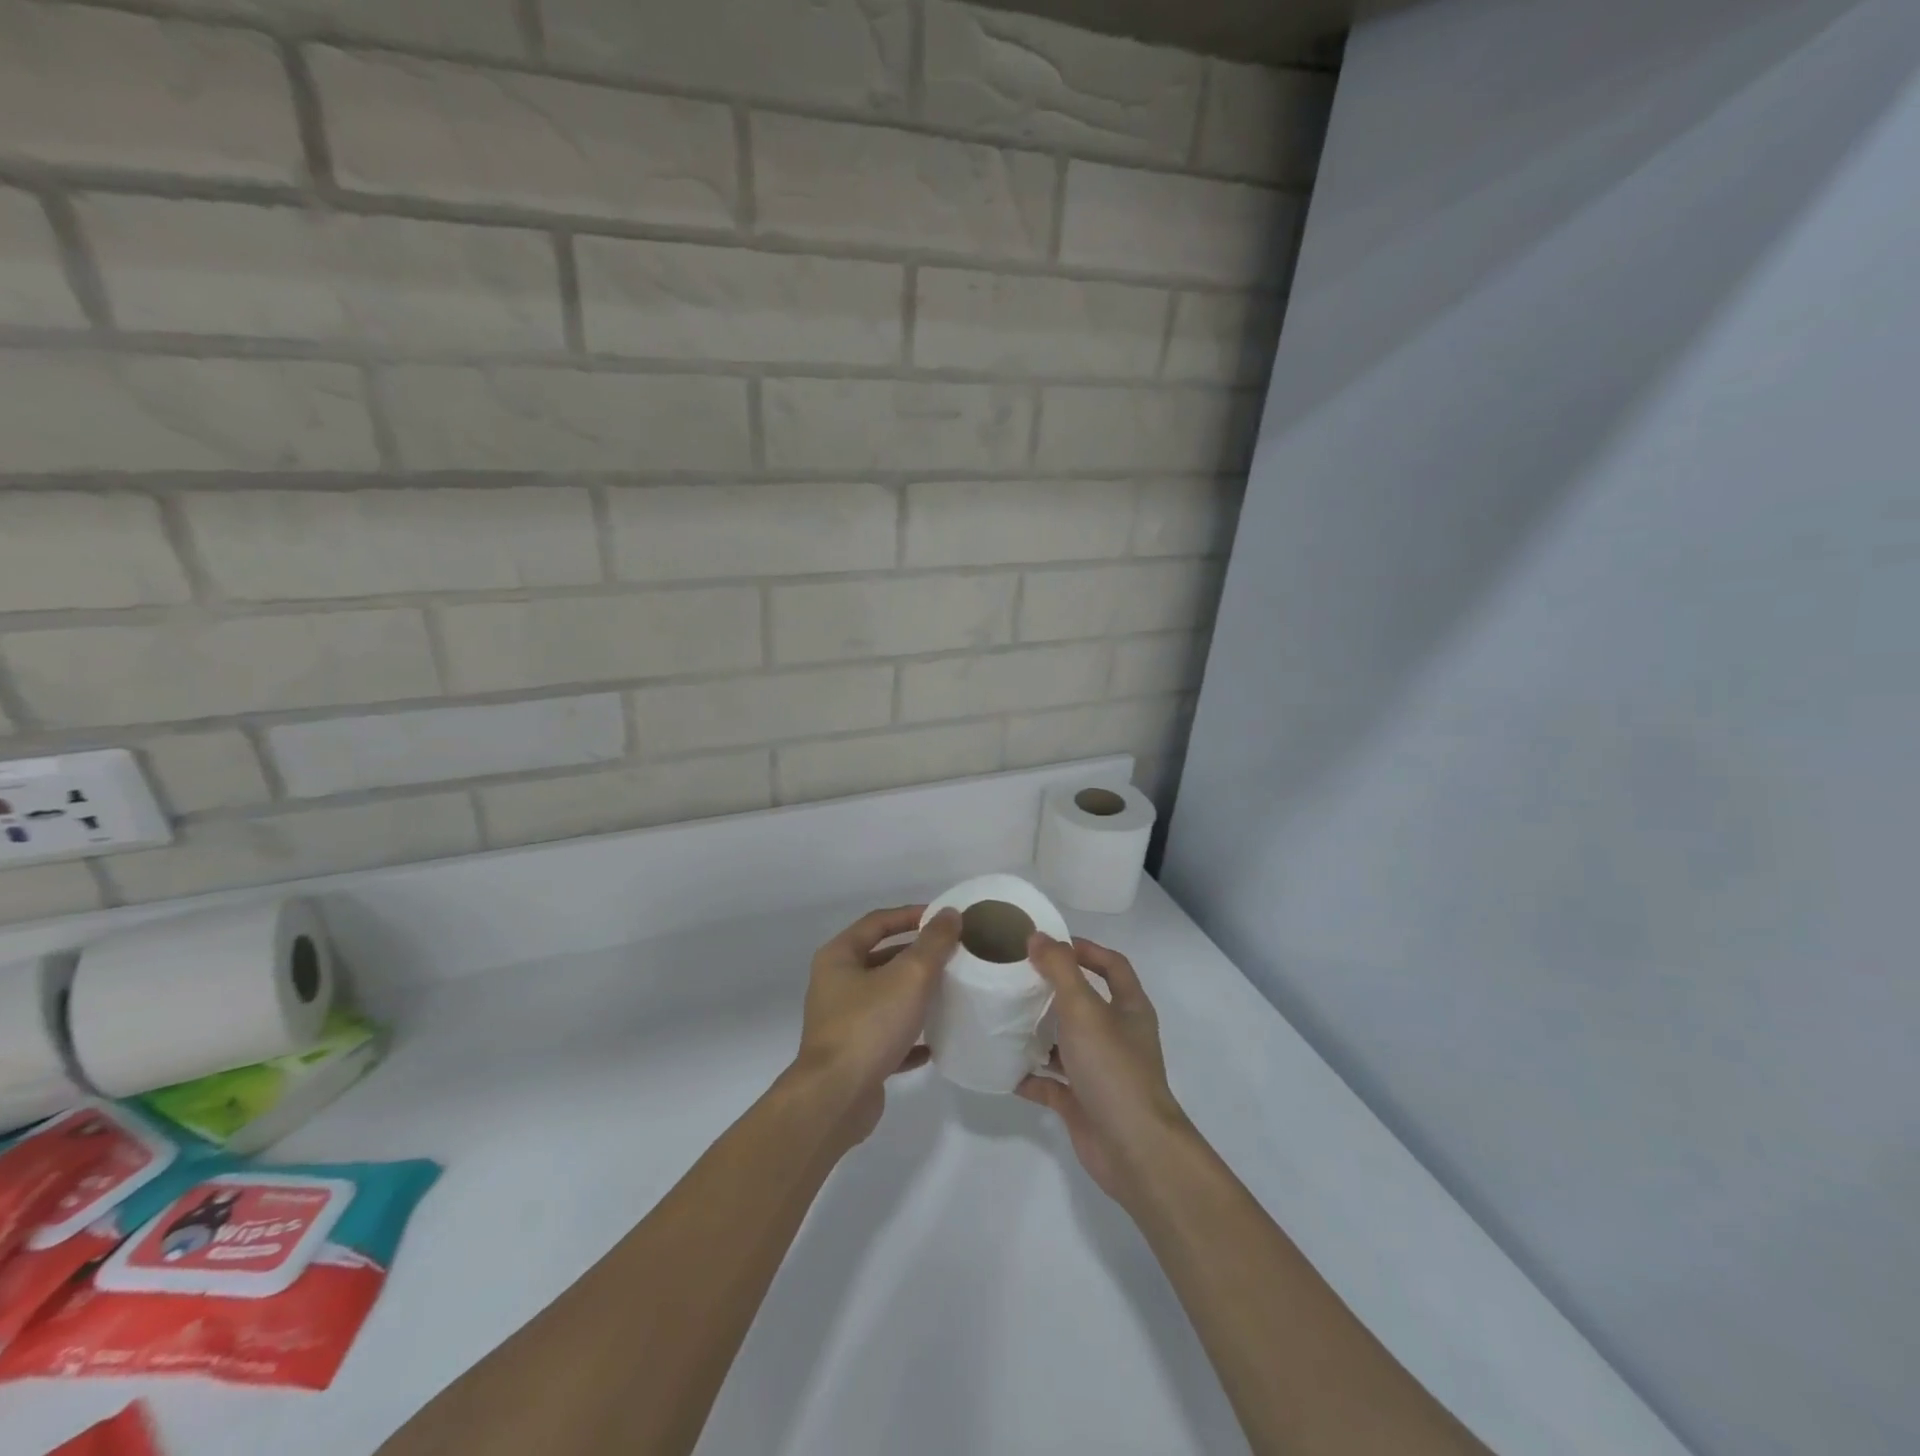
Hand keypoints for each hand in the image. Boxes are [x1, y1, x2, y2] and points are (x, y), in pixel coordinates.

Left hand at [792, 904, 961, 1146]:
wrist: (836, 1098)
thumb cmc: (869, 1025)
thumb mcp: (909, 976)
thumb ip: (933, 943)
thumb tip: (950, 914)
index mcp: (839, 957)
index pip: (878, 922)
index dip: (911, 915)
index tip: (943, 918)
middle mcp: (835, 985)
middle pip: (881, 958)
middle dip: (916, 955)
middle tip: (952, 954)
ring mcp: (842, 1022)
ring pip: (885, 998)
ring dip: (914, 995)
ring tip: (949, 992)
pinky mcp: (853, 1056)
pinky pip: (886, 1037)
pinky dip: (909, 1036)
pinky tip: (934, 1043)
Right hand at [1017, 935, 1192, 1206]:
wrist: (1134, 1149)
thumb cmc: (1113, 1068)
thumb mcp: (1084, 1009)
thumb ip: (1059, 970)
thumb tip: (1037, 937)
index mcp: (1129, 1008)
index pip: (1112, 965)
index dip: (1085, 950)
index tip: (1049, 943)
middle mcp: (1117, 1036)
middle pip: (1085, 1002)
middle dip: (1053, 990)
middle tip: (1016, 978)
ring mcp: (1100, 1071)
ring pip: (1066, 1043)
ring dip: (1039, 1033)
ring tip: (1003, 1018)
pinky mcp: (1082, 1102)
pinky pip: (1051, 1083)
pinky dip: (1029, 1076)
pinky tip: (1003, 1069)